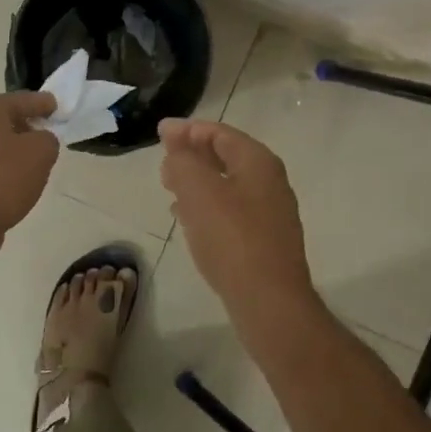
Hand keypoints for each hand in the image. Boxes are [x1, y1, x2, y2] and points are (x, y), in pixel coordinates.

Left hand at [0, 91, 59, 253]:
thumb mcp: (40, 152)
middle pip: (10, 120)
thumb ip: (48, 138)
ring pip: (2, 144)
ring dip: (21, 151)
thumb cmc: (1, 181)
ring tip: (42, 163)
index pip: (24, 99)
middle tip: (55, 136)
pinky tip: (21, 183)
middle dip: (33, 126)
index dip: (45, 103)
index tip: (62, 109)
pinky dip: (9, 169)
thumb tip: (41, 142)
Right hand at [159, 118, 316, 315]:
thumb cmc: (232, 239)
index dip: (188, 129)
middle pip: (226, 157)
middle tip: (163, 161)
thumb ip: (183, 160)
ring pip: (227, 186)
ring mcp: (270, 213)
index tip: (160, 132)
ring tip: (169, 187)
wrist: (269, 302)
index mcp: (258, 162)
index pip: (220, 133)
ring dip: (197, 182)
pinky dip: (207, 207)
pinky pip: (231, 212)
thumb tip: (174, 139)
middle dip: (192, 155)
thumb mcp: (199, 191)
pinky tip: (188, 219)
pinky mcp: (264, 241)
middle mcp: (270, 182)